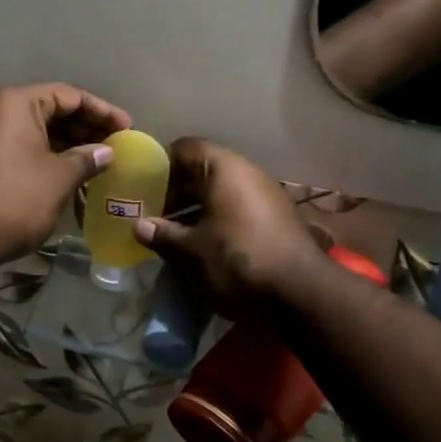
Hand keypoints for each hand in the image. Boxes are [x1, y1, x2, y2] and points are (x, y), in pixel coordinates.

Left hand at [0, 83, 130, 264]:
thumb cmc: (14, 198)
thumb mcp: (59, 178)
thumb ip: (86, 159)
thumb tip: (106, 152)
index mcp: (14, 102)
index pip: (68, 95)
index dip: (101, 111)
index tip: (126, 128)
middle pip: (47, 109)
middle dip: (82, 126)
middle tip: (113, 144)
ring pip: (30, 129)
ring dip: (62, 143)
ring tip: (93, 160)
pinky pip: (14, 145)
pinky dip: (40, 154)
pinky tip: (62, 172)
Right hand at [133, 138, 325, 316]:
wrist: (301, 293)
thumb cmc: (238, 260)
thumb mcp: (193, 250)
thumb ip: (163, 234)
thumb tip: (139, 226)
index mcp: (223, 168)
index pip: (184, 148)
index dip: (161, 166)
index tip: (142, 189)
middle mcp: (245, 172)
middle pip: (201, 169)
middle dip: (175, 191)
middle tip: (152, 215)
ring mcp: (264, 193)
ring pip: (219, 190)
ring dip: (195, 207)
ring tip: (172, 233)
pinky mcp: (274, 216)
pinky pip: (236, 206)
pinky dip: (216, 218)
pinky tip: (202, 244)